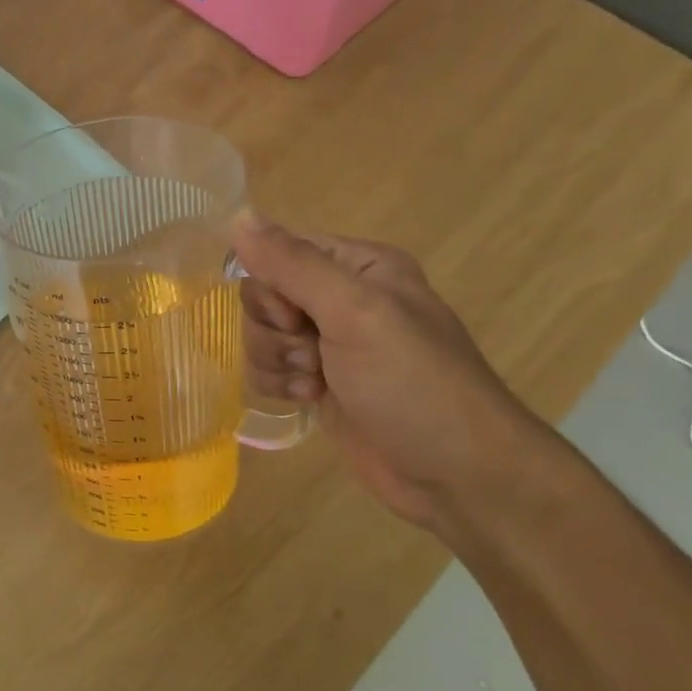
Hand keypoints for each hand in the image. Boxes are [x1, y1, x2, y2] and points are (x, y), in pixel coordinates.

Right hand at [232, 215, 542, 531]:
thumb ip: (293, 265)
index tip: (295, 316)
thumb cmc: (412, 384)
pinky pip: (268, 368)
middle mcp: (341, 298)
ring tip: (315, 383)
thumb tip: (237, 216)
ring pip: (260, 334)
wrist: (454, 474)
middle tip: (311, 353)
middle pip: (263, 295)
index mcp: (359, 266)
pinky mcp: (318, 382)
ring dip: (276, 361)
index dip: (272, 284)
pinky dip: (279, 384)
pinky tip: (311, 399)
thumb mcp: (355, 313)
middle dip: (274, 329)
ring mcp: (328, 343)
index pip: (280, 250)